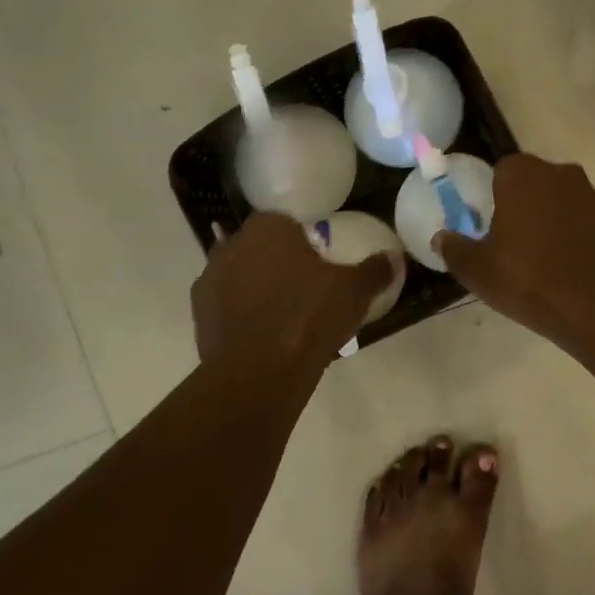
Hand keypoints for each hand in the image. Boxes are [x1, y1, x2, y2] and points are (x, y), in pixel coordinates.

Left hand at [192, 213, 393, 368]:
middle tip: (306, 291)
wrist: (259, 371)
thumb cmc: (309, 316)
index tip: (320, 265)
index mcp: (267, 228)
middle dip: (279, 264)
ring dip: (258, 290)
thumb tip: (394, 258)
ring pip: (241, 278)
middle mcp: (232, 246)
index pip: (285, 223)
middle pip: (260, 249)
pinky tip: (265, 338)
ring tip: (286, 318)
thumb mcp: (354, 291)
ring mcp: (210, 281)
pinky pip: (228, 308)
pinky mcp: (199, 316)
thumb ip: (375, 270)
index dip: (304, 242)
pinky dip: (243, 317)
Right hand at [433, 154, 594, 345]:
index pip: (500, 171)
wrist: (593, 304)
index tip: (487, 223)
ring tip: (537, 255)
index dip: (492, 195)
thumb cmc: (526, 277)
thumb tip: (440, 238)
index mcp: (522, 173)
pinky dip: (570, 233)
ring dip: (548, 217)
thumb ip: (453, 248)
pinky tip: (562, 264)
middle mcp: (558, 172)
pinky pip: (580, 219)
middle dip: (521, 204)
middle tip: (508, 240)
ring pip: (558, 199)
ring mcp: (589, 194)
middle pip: (532, 182)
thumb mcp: (476, 269)